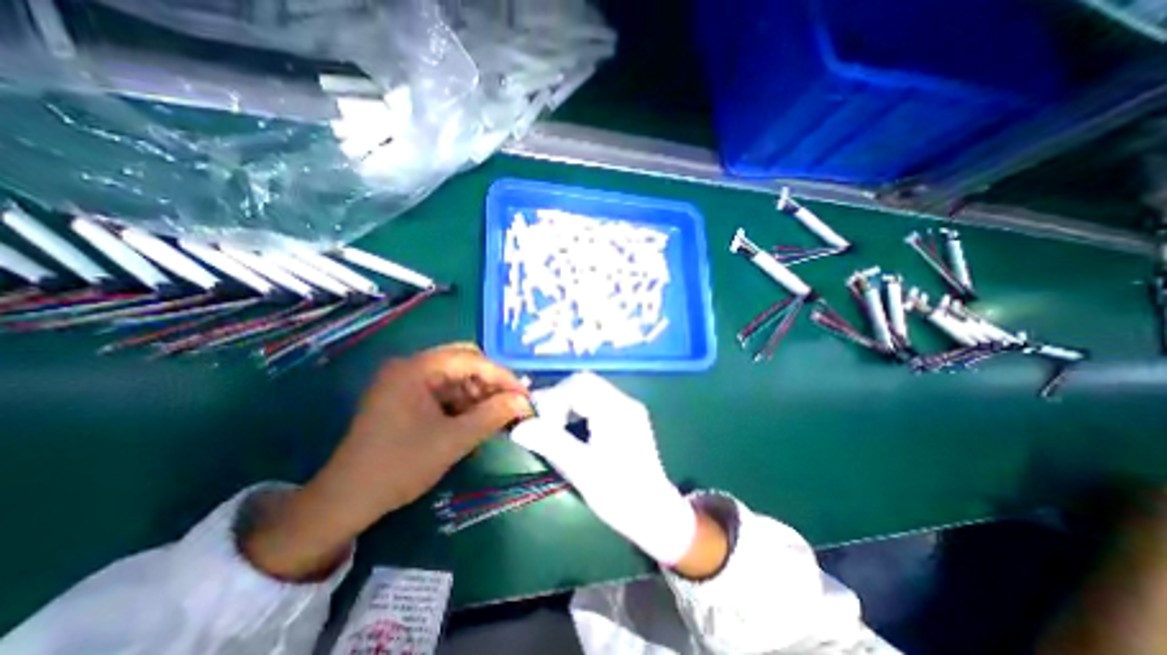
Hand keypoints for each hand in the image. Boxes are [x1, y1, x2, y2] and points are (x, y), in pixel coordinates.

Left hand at [244, 342, 531, 578]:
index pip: (472, 360)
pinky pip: (442, 389)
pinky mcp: (404, 396)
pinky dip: (462, 401)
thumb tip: (525, 402)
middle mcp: (409, 366)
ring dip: (477, 393)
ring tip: (494, 415)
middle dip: (490, 382)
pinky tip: (473, 419)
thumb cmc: (399, 466)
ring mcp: (404, 380)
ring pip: (455, 376)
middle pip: (463, 362)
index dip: (502, 377)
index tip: (524, 396)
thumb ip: (493, 415)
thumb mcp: (453, 440)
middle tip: (509, 404)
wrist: (344, 500)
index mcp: (416, 368)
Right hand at [513, 377, 721, 575]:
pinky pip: (598, 400)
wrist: (656, 514)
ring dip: (568, 402)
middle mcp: (624, 401)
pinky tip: (574, 430)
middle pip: (584, 382)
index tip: (539, 425)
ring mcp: (628, 408)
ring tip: (556, 427)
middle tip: (544, 424)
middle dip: (559, 399)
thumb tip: (518, 427)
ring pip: (590, 390)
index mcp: (616, 410)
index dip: (552, 400)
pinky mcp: (628, 417)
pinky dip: (579, 408)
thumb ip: (550, 443)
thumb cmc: (620, 495)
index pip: (577, 385)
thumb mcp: (581, 470)